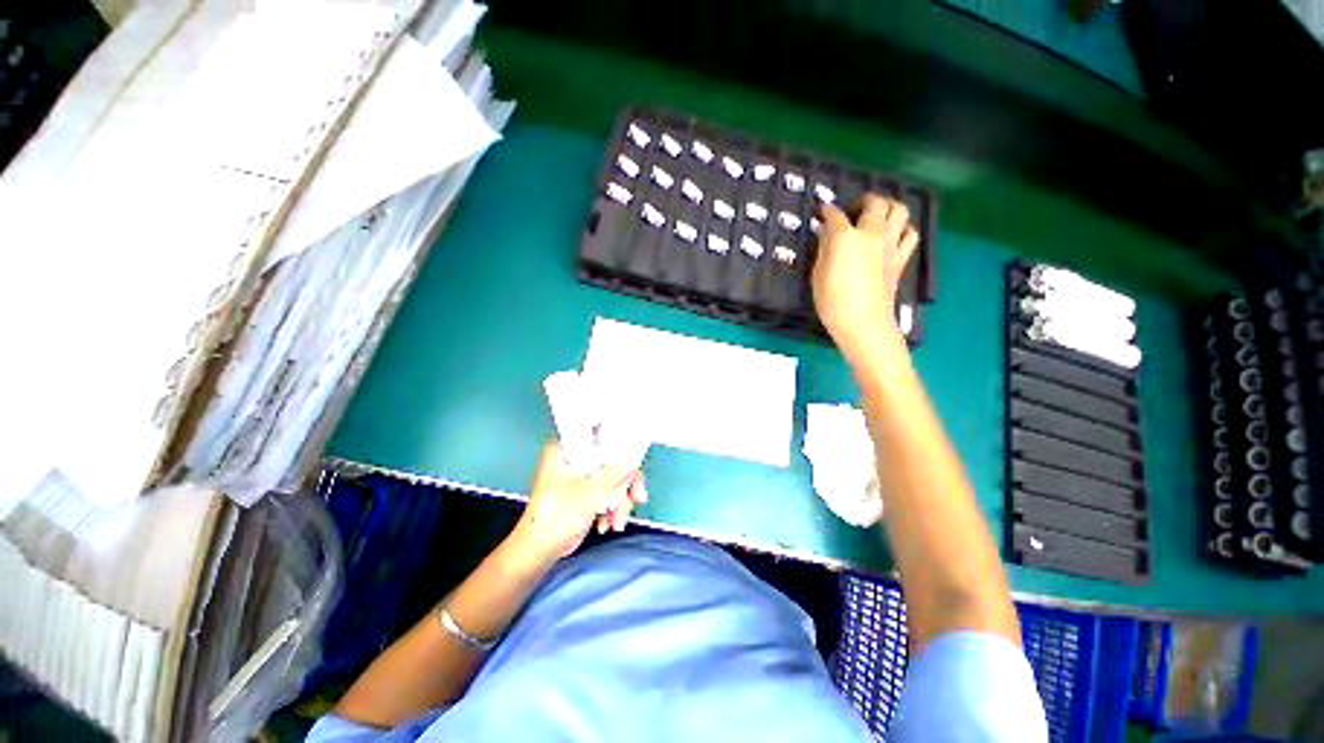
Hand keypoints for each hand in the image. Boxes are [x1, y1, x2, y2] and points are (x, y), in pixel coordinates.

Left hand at [510, 441, 648, 563]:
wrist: (538, 552)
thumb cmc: (556, 519)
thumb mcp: (590, 494)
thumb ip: (615, 474)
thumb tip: (635, 458)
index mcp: (566, 449)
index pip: (600, 435)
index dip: (621, 444)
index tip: (636, 459)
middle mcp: (573, 457)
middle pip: (611, 459)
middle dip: (625, 483)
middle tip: (637, 497)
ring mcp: (579, 475)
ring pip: (612, 477)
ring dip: (620, 500)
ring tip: (618, 521)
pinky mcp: (584, 491)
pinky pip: (606, 491)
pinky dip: (611, 507)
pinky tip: (609, 523)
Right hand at [812, 194, 918, 360]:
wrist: (863, 323)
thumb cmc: (832, 301)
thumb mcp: (818, 275)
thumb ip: (823, 249)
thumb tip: (826, 232)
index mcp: (845, 237)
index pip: (834, 215)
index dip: (827, 210)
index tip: (822, 210)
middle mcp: (871, 234)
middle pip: (875, 203)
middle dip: (864, 200)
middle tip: (853, 208)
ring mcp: (890, 245)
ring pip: (900, 211)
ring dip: (889, 207)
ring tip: (877, 216)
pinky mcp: (900, 259)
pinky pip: (909, 234)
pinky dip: (902, 228)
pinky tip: (892, 235)